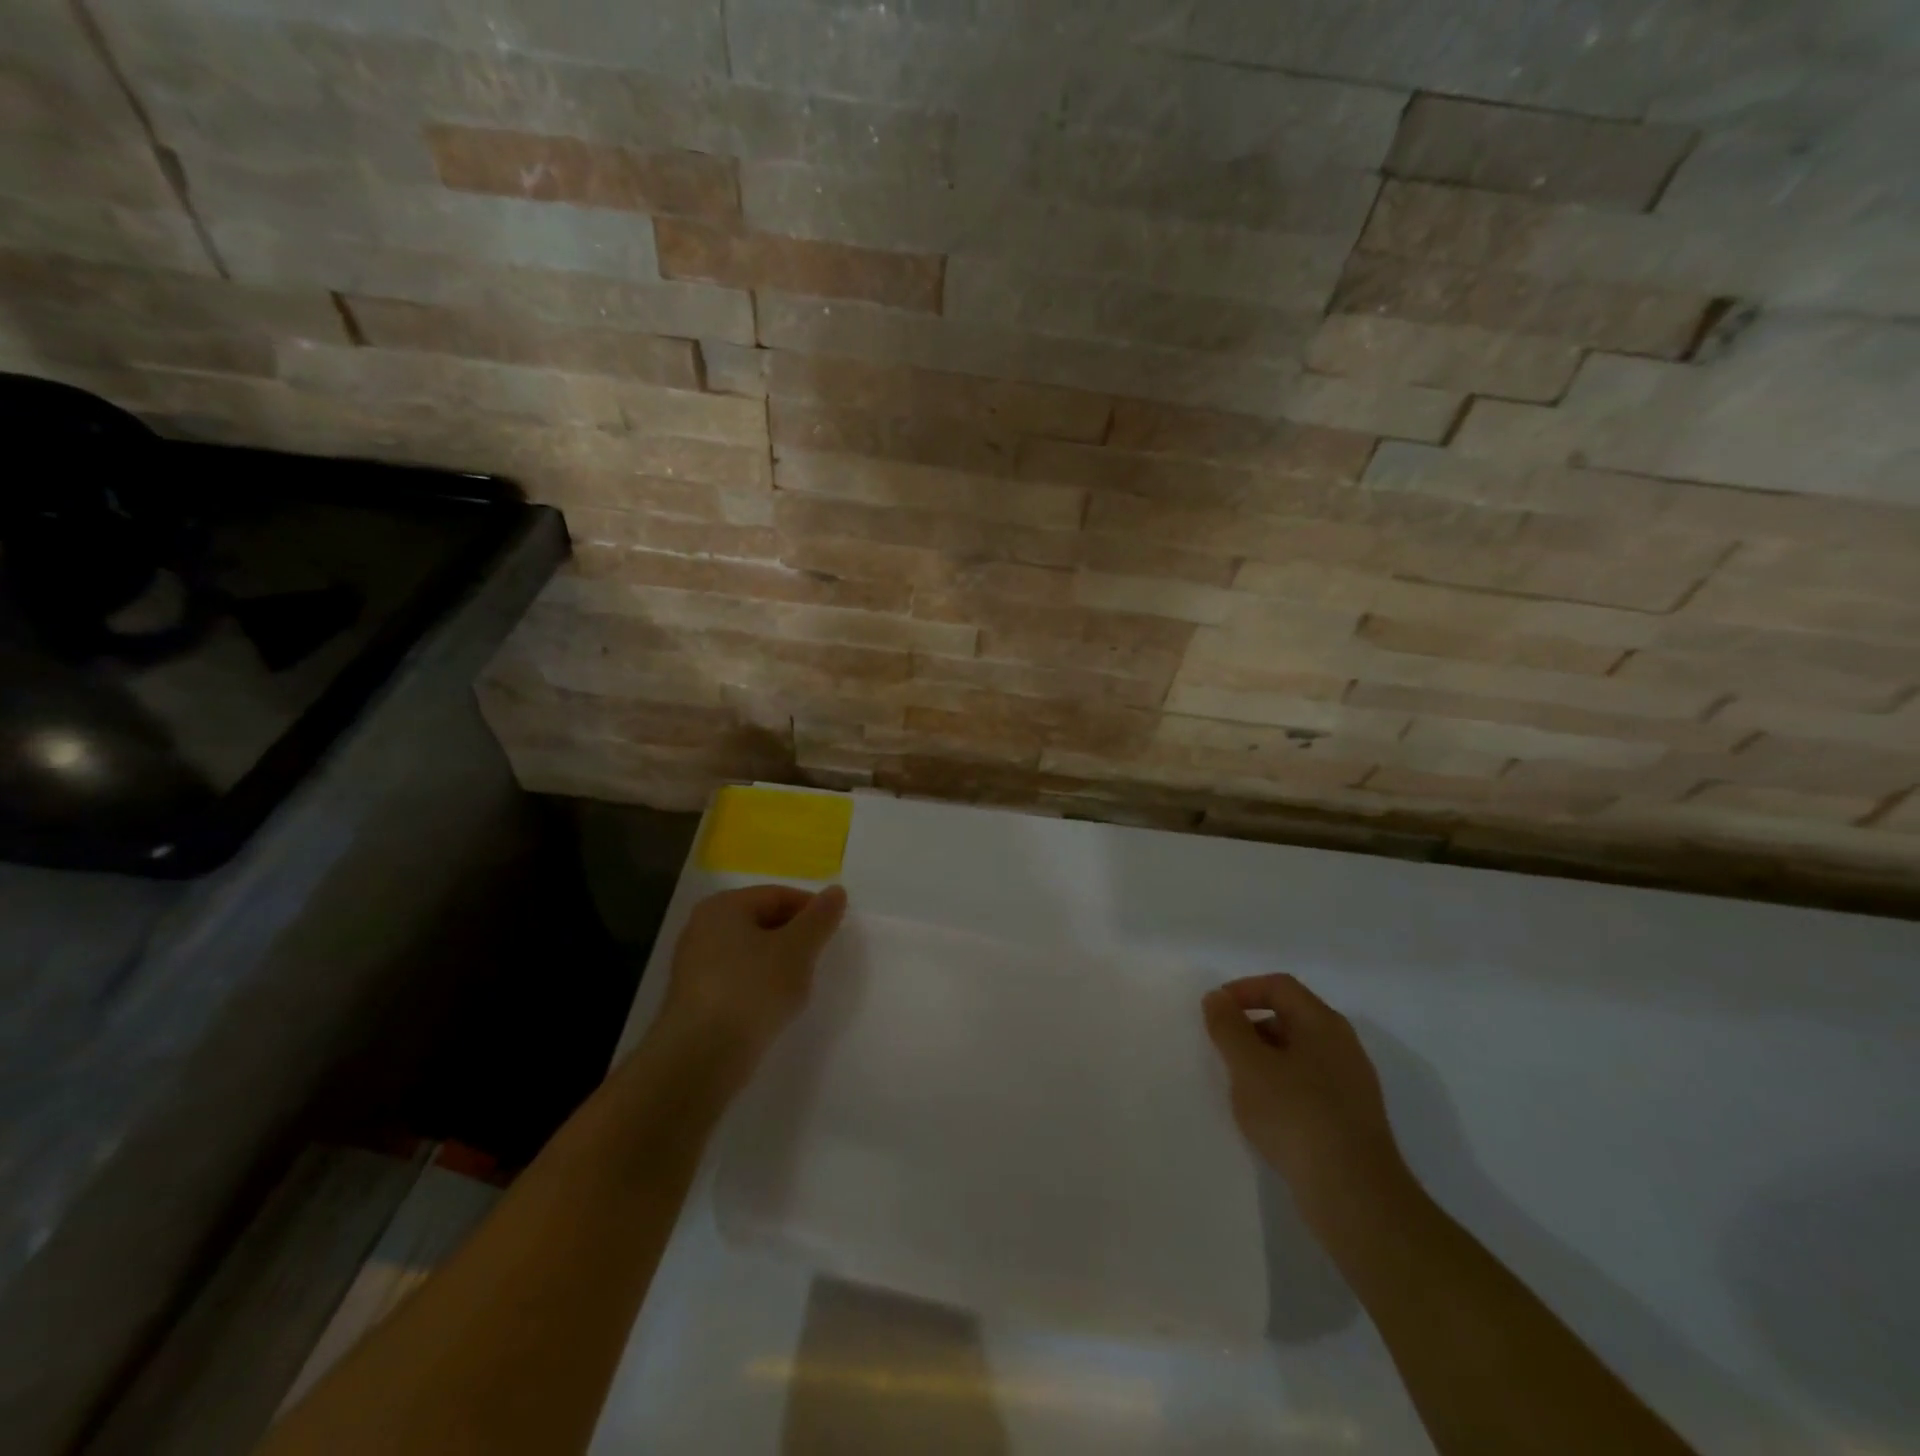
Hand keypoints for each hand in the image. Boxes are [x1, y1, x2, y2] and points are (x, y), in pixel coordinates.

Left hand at [659, 884, 847, 1064]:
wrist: (701, 1058)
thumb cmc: (752, 990)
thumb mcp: (797, 949)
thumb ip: (819, 918)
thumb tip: (836, 891)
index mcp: (724, 906)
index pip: (778, 895)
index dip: (811, 909)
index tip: (835, 931)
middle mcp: (703, 928)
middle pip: (763, 921)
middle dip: (795, 937)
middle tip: (820, 958)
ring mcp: (695, 965)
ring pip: (752, 952)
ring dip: (780, 964)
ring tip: (800, 986)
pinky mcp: (696, 998)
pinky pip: (739, 979)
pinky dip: (761, 985)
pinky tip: (774, 1006)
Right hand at [1202, 974, 1413, 1229]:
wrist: (1355, 1196)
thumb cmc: (1296, 1116)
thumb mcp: (1248, 1065)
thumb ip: (1228, 1026)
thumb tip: (1218, 998)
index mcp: (1323, 1023)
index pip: (1279, 986)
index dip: (1243, 990)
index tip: (1214, 1012)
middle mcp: (1343, 1045)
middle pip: (1290, 1017)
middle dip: (1251, 1027)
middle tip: (1223, 1050)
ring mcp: (1352, 1084)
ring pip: (1299, 1053)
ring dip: (1264, 1060)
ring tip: (1240, 1086)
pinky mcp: (1351, 1118)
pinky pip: (1309, 1085)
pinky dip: (1282, 1087)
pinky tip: (1267, 1116)